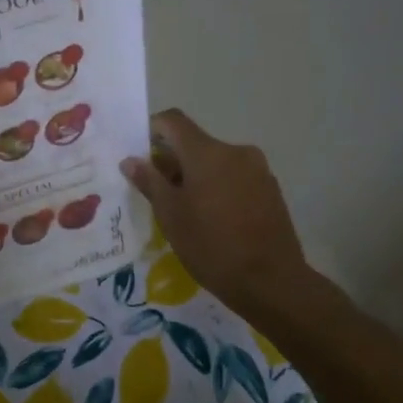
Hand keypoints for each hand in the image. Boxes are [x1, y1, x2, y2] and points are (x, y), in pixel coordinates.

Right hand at [121, 109, 313, 317]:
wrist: (271, 281)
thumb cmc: (211, 245)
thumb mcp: (170, 215)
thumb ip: (149, 181)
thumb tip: (131, 160)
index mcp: (207, 152)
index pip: (173, 121)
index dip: (151, 129)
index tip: (138, 152)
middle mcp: (235, 151)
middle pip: (194, 143)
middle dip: (172, 160)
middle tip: (154, 191)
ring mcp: (257, 170)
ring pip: (215, 162)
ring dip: (195, 175)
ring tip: (183, 209)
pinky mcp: (270, 189)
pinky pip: (234, 177)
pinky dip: (217, 187)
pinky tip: (211, 218)